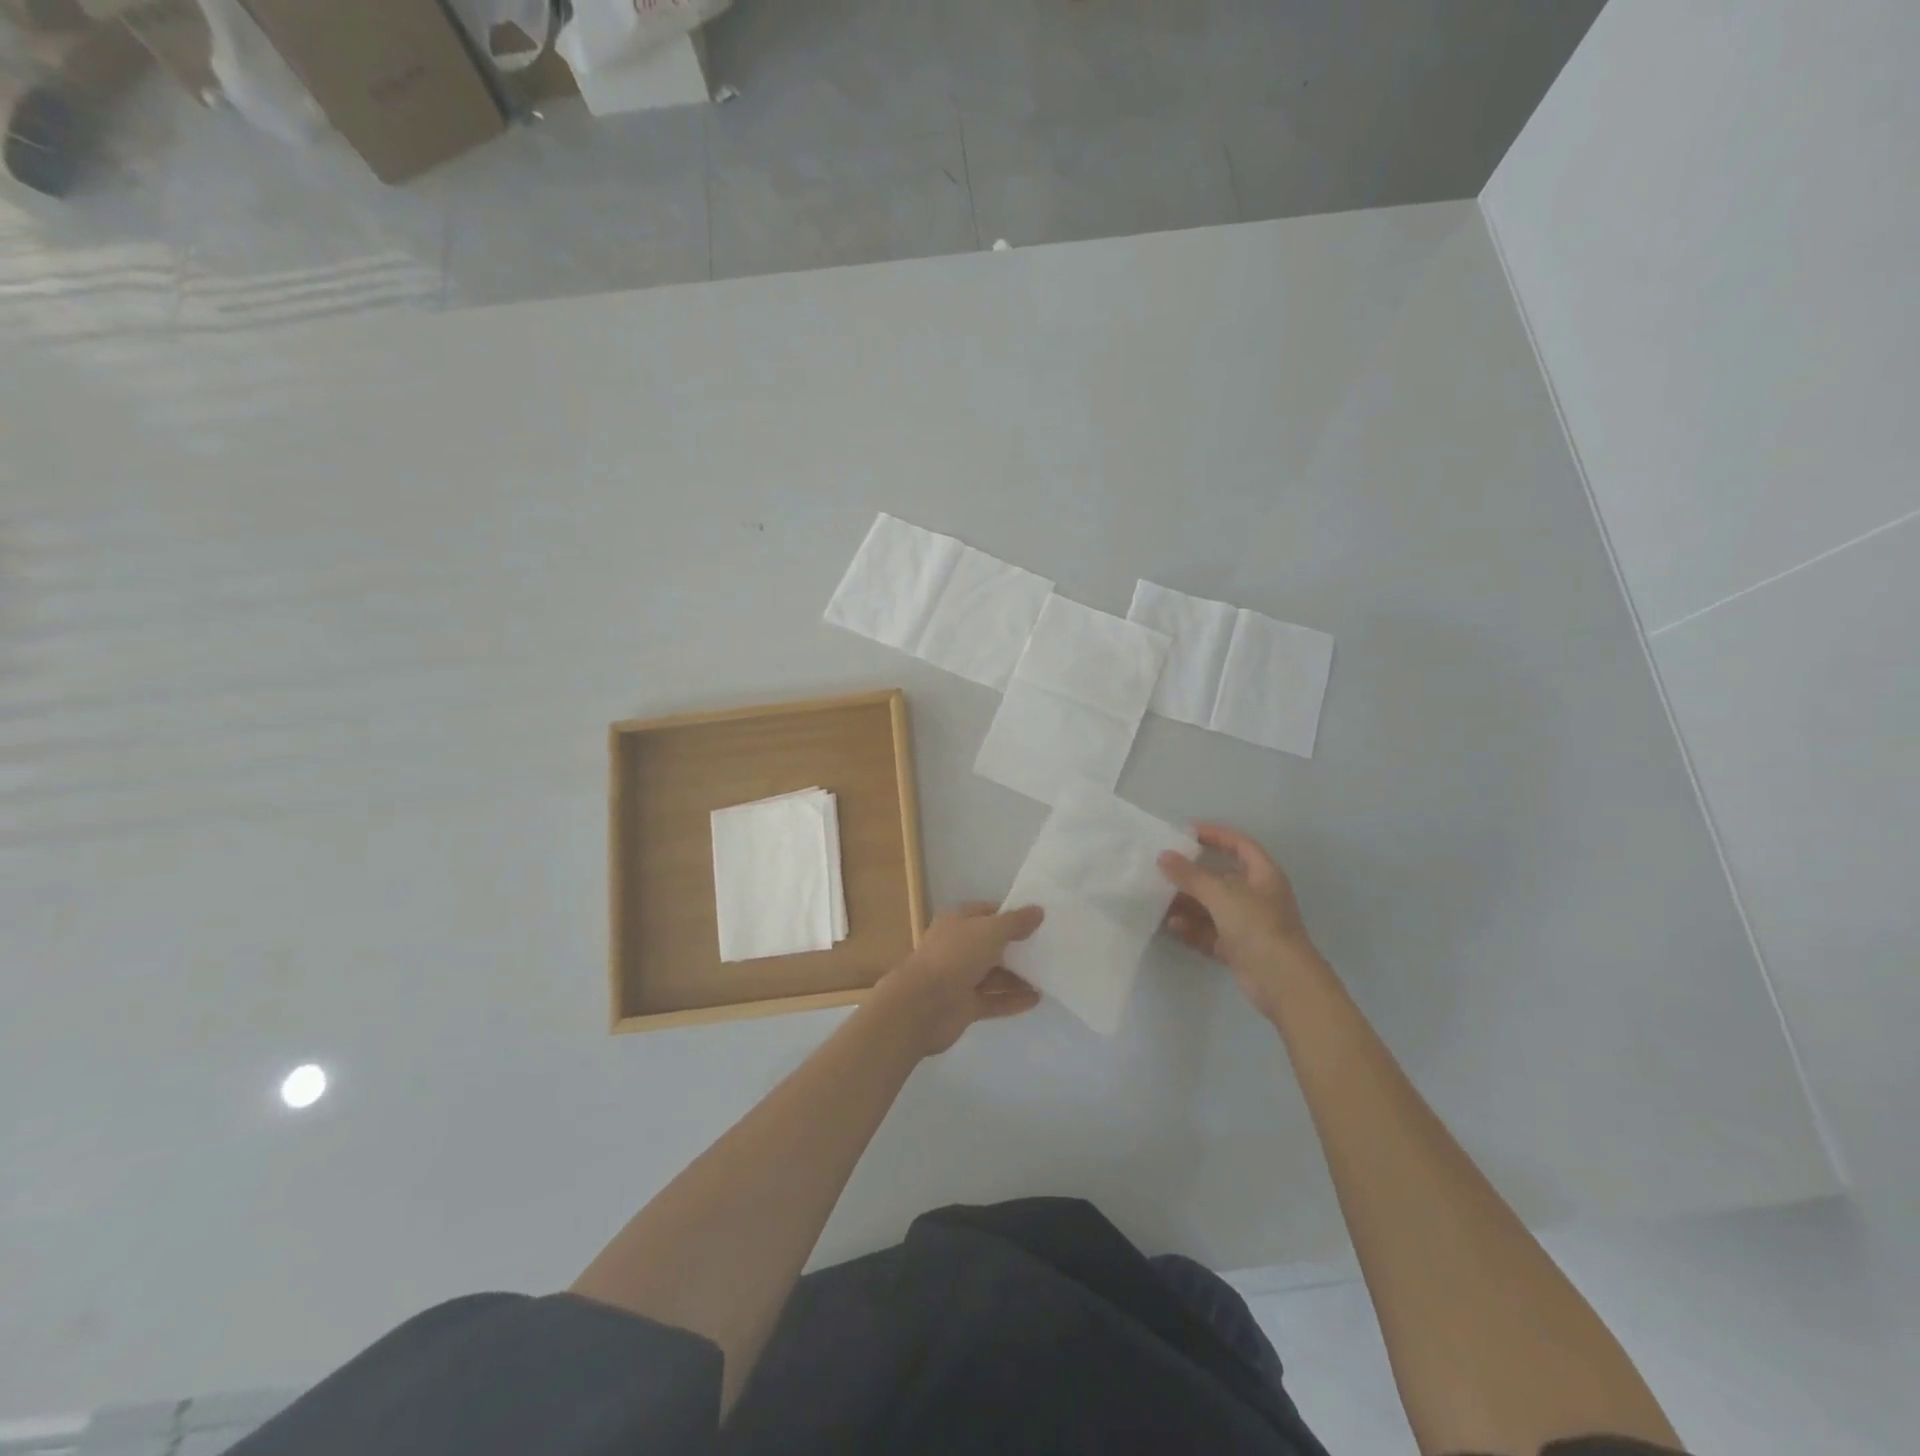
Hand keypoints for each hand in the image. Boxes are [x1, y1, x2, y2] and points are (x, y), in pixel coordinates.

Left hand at [869, 902, 1043, 1055]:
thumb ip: (1015, 922)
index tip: (1040, 920)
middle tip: (1050, 948)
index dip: (1012, 914)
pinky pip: (994, 1000)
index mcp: (957, 921)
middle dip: (1018, 946)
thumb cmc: (955, 956)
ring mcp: (960, 977)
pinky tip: (1037, 999)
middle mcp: (958, 946)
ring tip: (1048, 975)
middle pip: (992, 944)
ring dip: (1019, 976)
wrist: (922, 1005)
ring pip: (994, 974)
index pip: (988, 912)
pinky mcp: (964, 1006)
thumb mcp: (990, 931)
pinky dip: (1013, 999)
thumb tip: (1038, 911)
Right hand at [1158, 824, 1322, 1016]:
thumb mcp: (1221, 894)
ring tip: (1158, 898)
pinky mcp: (1238, 949)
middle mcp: (1257, 897)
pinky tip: (1170, 925)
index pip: (1240, 845)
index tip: (1186, 831)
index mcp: (1263, 875)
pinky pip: (1209, 932)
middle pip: (1221, 878)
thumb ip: (1190, 875)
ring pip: (1212, 907)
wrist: (1283, 981)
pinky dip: (1191, 929)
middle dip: (1192, 874)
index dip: (1216, 835)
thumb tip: (1164, 856)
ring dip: (1187, 903)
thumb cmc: (1257, 925)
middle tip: (1163, 868)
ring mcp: (1247, 924)